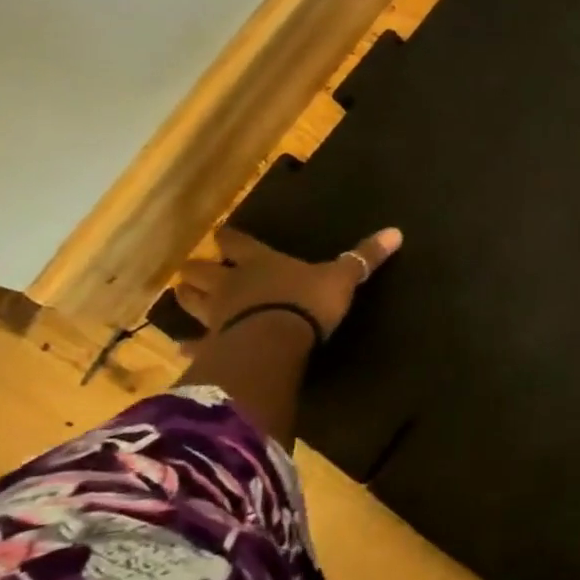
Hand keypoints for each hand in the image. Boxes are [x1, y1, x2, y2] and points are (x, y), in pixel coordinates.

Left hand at [174, 226, 402, 337]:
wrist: (274, 341)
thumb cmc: (306, 302)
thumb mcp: (342, 278)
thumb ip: (364, 257)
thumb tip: (396, 231)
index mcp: (260, 262)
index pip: (237, 242)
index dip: (230, 238)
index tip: (222, 234)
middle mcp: (232, 283)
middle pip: (204, 270)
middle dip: (199, 268)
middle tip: (196, 268)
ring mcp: (216, 315)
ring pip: (191, 301)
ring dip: (187, 298)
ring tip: (184, 295)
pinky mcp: (212, 345)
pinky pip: (195, 344)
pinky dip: (189, 345)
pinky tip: (183, 348)